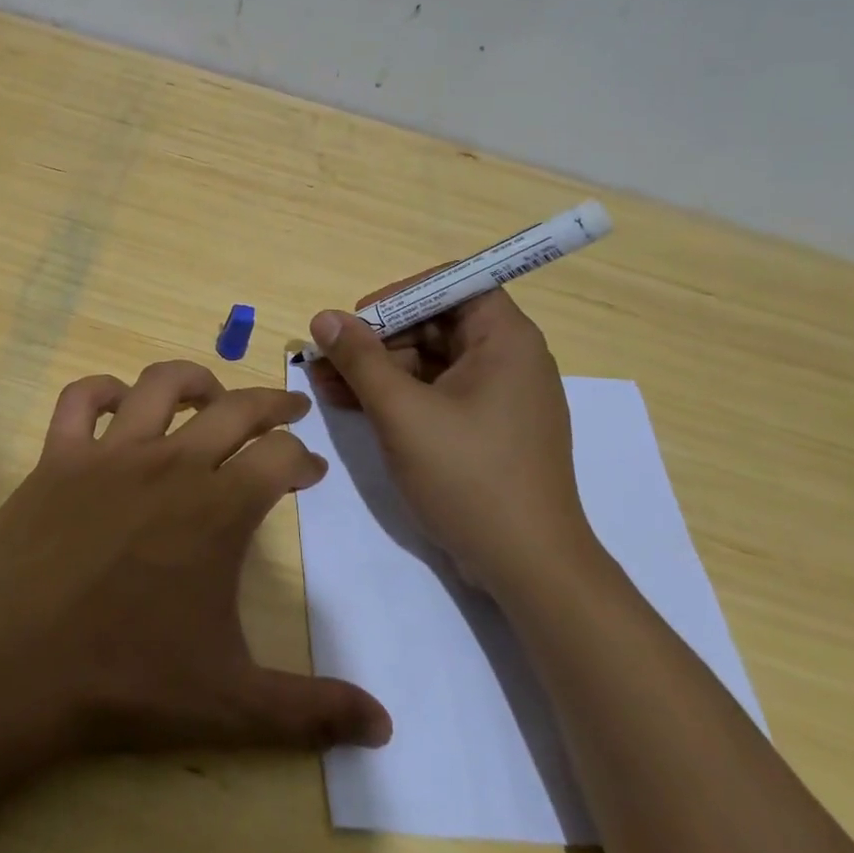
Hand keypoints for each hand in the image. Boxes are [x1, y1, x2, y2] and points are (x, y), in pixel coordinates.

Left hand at [0, 360, 391, 759]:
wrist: (13, 670)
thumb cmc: (126, 680)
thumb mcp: (232, 704)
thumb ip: (312, 711)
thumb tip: (386, 727)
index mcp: (219, 509)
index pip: (281, 458)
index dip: (303, 459)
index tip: (310, 470)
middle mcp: (171, 464)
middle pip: (236, 408)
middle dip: (271, 403)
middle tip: (287, 410)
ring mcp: (110, 454)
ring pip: (161, 384)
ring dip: (195, 381)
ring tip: (209, 395)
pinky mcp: (57, 458)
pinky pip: (79, 400)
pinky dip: (100, 391)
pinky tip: (115, 403)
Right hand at [306, 281, 596, 599]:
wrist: (529, 568)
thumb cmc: (468, 476)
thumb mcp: (402, 412)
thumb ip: (360, 359)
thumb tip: (324, 317)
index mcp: (505, 339)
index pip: (451, 284)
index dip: (399, 295)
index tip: (357, 320)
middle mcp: (508, 358)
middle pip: (435, 323)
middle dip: (377, 339)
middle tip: (328, 359)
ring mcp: (498, 397)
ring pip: (430, 361)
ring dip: (378, 369)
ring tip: (325, 384)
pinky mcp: (487, 429)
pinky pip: (437, 394)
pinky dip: (398, 396)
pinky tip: (352, 405)